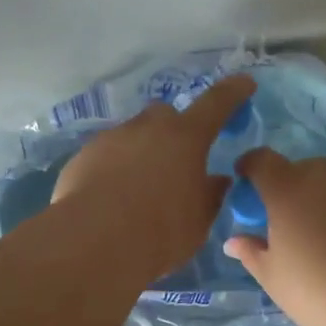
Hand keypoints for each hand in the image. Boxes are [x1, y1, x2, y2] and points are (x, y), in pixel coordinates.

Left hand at [50, 72, 255, 280]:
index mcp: (186, 138)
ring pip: (132, 136)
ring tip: (139, 189)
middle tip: (177, 162)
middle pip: (165, 115)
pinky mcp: (81, 158)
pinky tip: (111, 199)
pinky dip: (113, 170)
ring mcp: (110, 139)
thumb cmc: (160, 231)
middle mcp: (147, 128)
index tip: (244, 83)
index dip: (233, 92)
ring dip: (141, 153)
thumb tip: (216, 181)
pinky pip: (105, 157)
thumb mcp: (198, 221)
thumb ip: (209, 195)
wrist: (92, 242)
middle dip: (174, 131)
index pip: (216, 104)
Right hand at [224, 150, 325, 325]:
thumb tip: (234, 241)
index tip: (248, 180)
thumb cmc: (317, 290)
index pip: (261, 160)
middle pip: (303, 171)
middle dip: (295, 190)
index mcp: (287, 189)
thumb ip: (251, 253)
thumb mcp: (273, 278)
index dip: (251, 167)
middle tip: (296, 225)